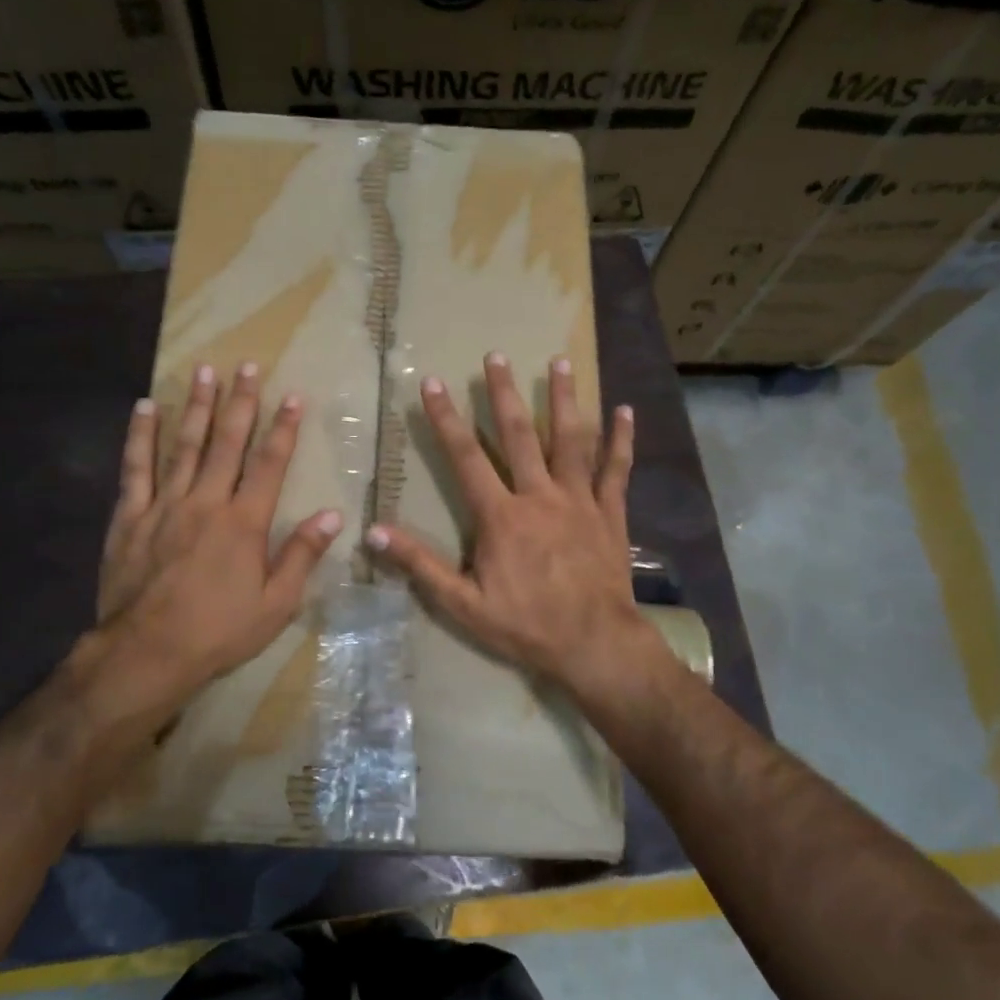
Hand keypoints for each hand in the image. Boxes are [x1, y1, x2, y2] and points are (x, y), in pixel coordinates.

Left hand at [85, 361, 342, 702]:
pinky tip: (144, 408)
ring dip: (195, 406)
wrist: (147, 652)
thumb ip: (302, 555)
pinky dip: (140, 436)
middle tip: (246, 365)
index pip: (270, 464)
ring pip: (183, 445)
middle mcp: (206, 502)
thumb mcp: (276, 604)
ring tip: (203, 371)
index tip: (293, 395)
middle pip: (226, 442)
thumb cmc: (219, 631)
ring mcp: (164, 505)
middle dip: (240, 402)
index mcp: (244, 522)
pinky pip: (135, 468)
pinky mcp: (130, 517)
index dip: (283, 428)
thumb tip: (332, 514)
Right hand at [366, 352, 663, 705]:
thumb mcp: (462, 603)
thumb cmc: (525, 625)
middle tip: (496, 355)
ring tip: (560, 362)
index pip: (467, 458)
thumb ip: (420, 564)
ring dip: (563, 400)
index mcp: (501, 516)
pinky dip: (621, 439)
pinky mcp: (610, 513)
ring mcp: (579, 501)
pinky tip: (624, 410)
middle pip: (519, 435)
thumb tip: (374, 532)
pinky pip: (616, 470)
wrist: (593, 644)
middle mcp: (540, 496)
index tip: (433, 384)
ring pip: (570, 441)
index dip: (446, 419)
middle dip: (504, 393)